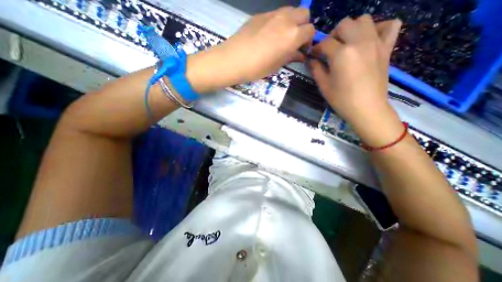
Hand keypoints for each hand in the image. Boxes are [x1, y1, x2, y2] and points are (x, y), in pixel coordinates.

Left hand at [222, 7, 314, 82]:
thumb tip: (300, 54)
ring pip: (290, 11)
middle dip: (302, 26)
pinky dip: (277, 21)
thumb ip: (291, 57)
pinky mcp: (259, 14)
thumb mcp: (276, 66)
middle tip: (293, 40)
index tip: (301, 49)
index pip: (310, 31)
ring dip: (291, 21)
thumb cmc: (257, 68)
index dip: (308, 40)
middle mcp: (286, 20)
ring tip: (281, 36)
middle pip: (304, 14)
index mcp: (293, 36)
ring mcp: (272, 14)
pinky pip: (275, 14)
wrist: (234, 60)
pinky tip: (267, 34)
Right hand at [311, 15, 401, 145]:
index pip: (325, 43)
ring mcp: (376, 42)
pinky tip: (369, 40)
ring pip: (364, 20)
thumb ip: (316, 69)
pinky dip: (379, 28)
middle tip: (329, 50)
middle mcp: (359, 42)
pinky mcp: (387, 48)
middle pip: (344, 24)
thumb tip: (310, 59)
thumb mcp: (323, 85)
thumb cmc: (341, 99)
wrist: (366, 108)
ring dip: (352, 29)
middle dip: (333, 35)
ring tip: (347, 44)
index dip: (316, 48)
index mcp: (341, 53)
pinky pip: (390, 25)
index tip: (313, 56)